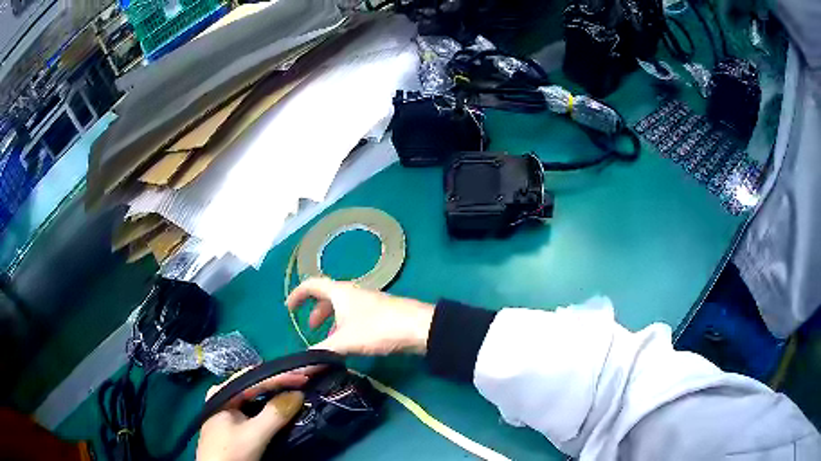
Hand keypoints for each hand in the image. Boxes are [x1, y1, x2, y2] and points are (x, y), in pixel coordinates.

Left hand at [196, 369, 307, 460]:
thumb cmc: (231, 453)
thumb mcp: (254, 434)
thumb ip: (275, 414)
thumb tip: (299, 394)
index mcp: (223, 392)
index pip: (256, 378)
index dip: (282, 376)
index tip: (306, 375)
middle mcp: (223, 395)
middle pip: (254, 384)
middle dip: (278, 381)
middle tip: (303, 380)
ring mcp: (227, 409)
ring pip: (254, 396)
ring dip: (275, 393)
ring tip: (295, 389)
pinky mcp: (232, 422)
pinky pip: (253, 407)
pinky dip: (268, 405)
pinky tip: (279, 406)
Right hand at [286, 278, 434, 354]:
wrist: (418, 328)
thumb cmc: (377, 328)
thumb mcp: (345, 341)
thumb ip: (321, 352)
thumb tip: (300, 364)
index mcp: (340, 292)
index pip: (312, 285)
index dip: (297, 294)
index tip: (288, 308)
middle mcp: (353, 292)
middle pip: (328, 296)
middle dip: (316, 312)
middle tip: (310, 328)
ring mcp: (368, 302)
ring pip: (342, 308)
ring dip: (332, 321)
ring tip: (329, 340)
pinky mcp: (380, 312)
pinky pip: (355, 315)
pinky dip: (345, 326)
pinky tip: (350, 343)